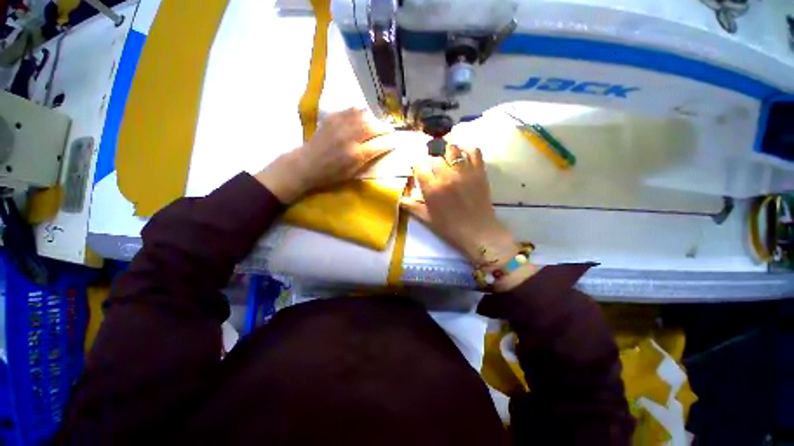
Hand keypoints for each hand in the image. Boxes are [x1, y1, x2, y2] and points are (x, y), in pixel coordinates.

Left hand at [256, 108, 391, 202]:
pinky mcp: (332, 118)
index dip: (389, 142)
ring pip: (363, 115)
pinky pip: (350, 110)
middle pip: (373, 127)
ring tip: (376, 123)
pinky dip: (360, 112)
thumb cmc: (331, 174)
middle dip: (384, 128)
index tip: (395, 141)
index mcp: (356, 155)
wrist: (307, 164)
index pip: (379, 145)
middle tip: (388, 130)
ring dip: (373, 119)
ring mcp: (340, 125)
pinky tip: (362, 117)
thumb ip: (367, 160)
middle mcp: (350, 138)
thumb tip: (380, 149)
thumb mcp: (352, 173)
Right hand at [401, 145, 517, 266]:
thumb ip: (411, 206)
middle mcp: (446, 176)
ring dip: (446, 152)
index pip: (419, 167)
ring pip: (452, 149)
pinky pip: (474, 151)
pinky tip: (462, 154)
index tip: (419, 171)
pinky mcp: (479, 171)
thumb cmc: (450, 228)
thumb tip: (399, 199)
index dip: (417, 167)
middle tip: (433, 169)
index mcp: (432, 189)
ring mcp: (464, 172)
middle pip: (434, 157)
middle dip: (431, 161)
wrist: (477, 232)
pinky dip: (467, 149)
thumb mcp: (427, 219)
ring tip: (446, 158)